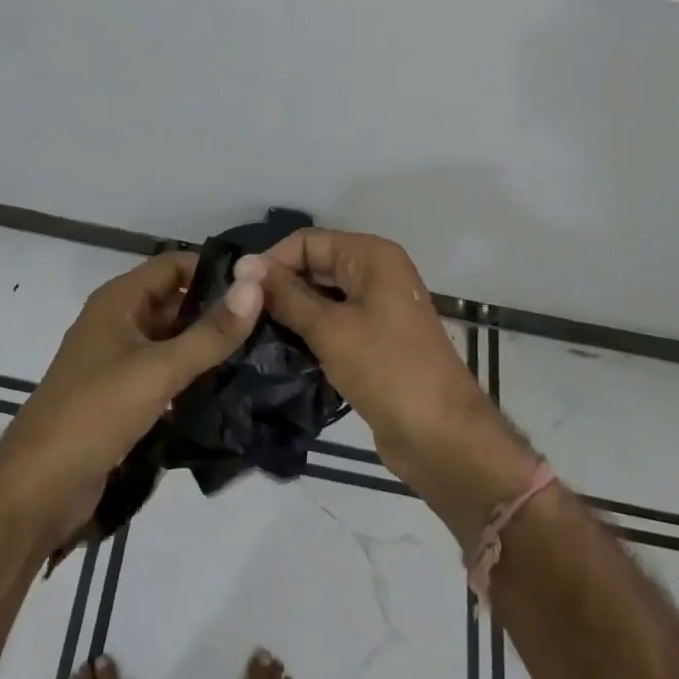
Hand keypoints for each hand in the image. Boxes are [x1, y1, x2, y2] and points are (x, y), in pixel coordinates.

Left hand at [0, 251, 261, 549]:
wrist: (39, 487)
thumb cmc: (96, 412)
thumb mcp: (159, 369)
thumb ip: (210, 332)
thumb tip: (256, 285)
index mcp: (118, 301)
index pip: (173, 265)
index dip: (214, 270)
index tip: (261, 285)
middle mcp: (117, 322)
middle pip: (174, 302)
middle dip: (216, 310)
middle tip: (269, 322)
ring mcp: (117, 361)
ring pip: (171, 340)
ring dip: (207, 346)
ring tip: (259, 353)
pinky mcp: (121, 397)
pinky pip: (164, 373)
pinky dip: (192, 375)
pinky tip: (229, 387)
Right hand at [241, 230, 508, 486]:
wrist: (441, 437)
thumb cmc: (386, 370)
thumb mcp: (329, 328)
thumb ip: (285, 294)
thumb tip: (244, 264)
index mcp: (371, 256)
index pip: (307, 241)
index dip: (271, 261)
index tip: (237, 293)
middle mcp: (375, 273)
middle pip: (314, 266)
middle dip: (279, 287)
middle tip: (239, 316)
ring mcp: (377, 308)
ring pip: (321, 297)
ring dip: (290, 313)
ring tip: (250, 333)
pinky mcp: (373, 340)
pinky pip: (332, 324)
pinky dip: (307, 332)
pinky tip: (278, 350)